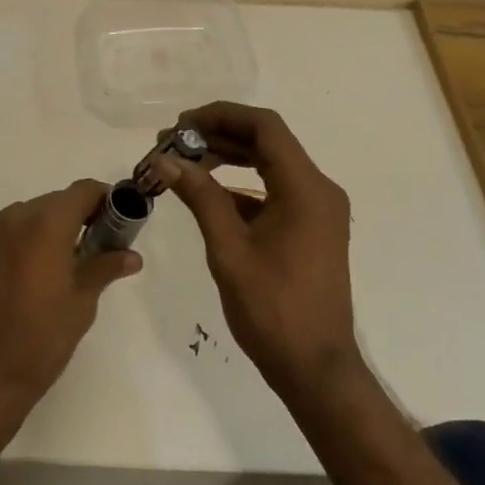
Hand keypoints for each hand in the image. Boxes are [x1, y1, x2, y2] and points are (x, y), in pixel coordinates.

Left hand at [0, 180, 140, 439]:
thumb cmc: (40, 344)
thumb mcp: (81, 306)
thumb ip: (104, 269)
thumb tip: (131, 255)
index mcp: (48, 225)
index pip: (83, 191)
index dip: (102, 200)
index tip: (113, 220)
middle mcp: (13, 218)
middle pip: (51, 203)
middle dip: (72, 218)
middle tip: (85, 249)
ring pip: (19, 216)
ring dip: (37, 229)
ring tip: (44, 265)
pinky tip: (5, 257)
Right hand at [165, 103, 359, 401]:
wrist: (317, 368)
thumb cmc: (273, 310)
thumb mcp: (229, 250)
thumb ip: (200, 197)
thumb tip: (166, 160)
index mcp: (305, 188)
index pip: (264, 127)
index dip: (221, 116)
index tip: (182, 124)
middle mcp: (318, 189)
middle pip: (268, 141)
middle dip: (220, 135)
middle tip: (175, 143)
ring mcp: (318, 209)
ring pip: (271, 163)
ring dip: (230, 157)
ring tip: (186, 162)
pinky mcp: (312, 227)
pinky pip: (276, 190)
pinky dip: (243, 185)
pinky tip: (209, 193)